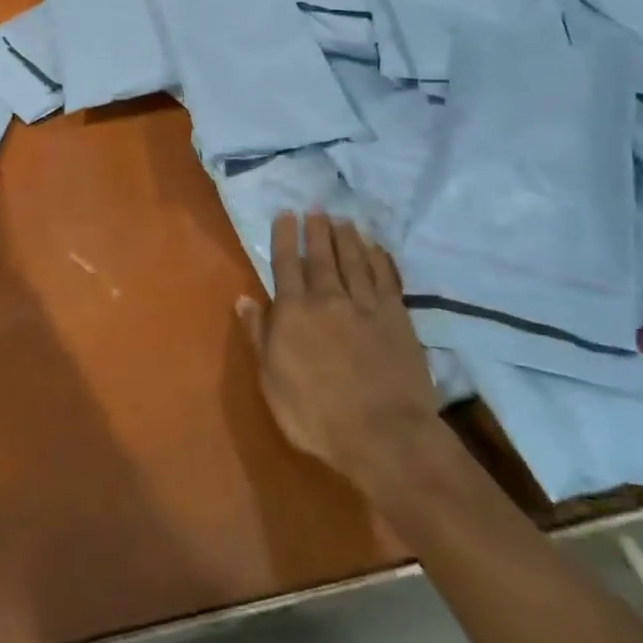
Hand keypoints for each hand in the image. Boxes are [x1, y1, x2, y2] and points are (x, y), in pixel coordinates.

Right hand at [237, 213, 438, 489]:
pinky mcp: (398, 318)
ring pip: (355, 261)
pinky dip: (380, 260)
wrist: (383, 434)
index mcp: (294, 312)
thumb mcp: (271, 380)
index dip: (285, 237)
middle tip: (316, 208)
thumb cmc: (315, 414)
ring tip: (343, 220)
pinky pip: (387, 279)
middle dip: (317, 230)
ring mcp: (366, 306)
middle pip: (322, 256)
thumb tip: (244, 299)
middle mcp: (329, 299)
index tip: (286, 214)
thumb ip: (259, 335)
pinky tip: (376, 249)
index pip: (287, 264)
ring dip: (347, 238)